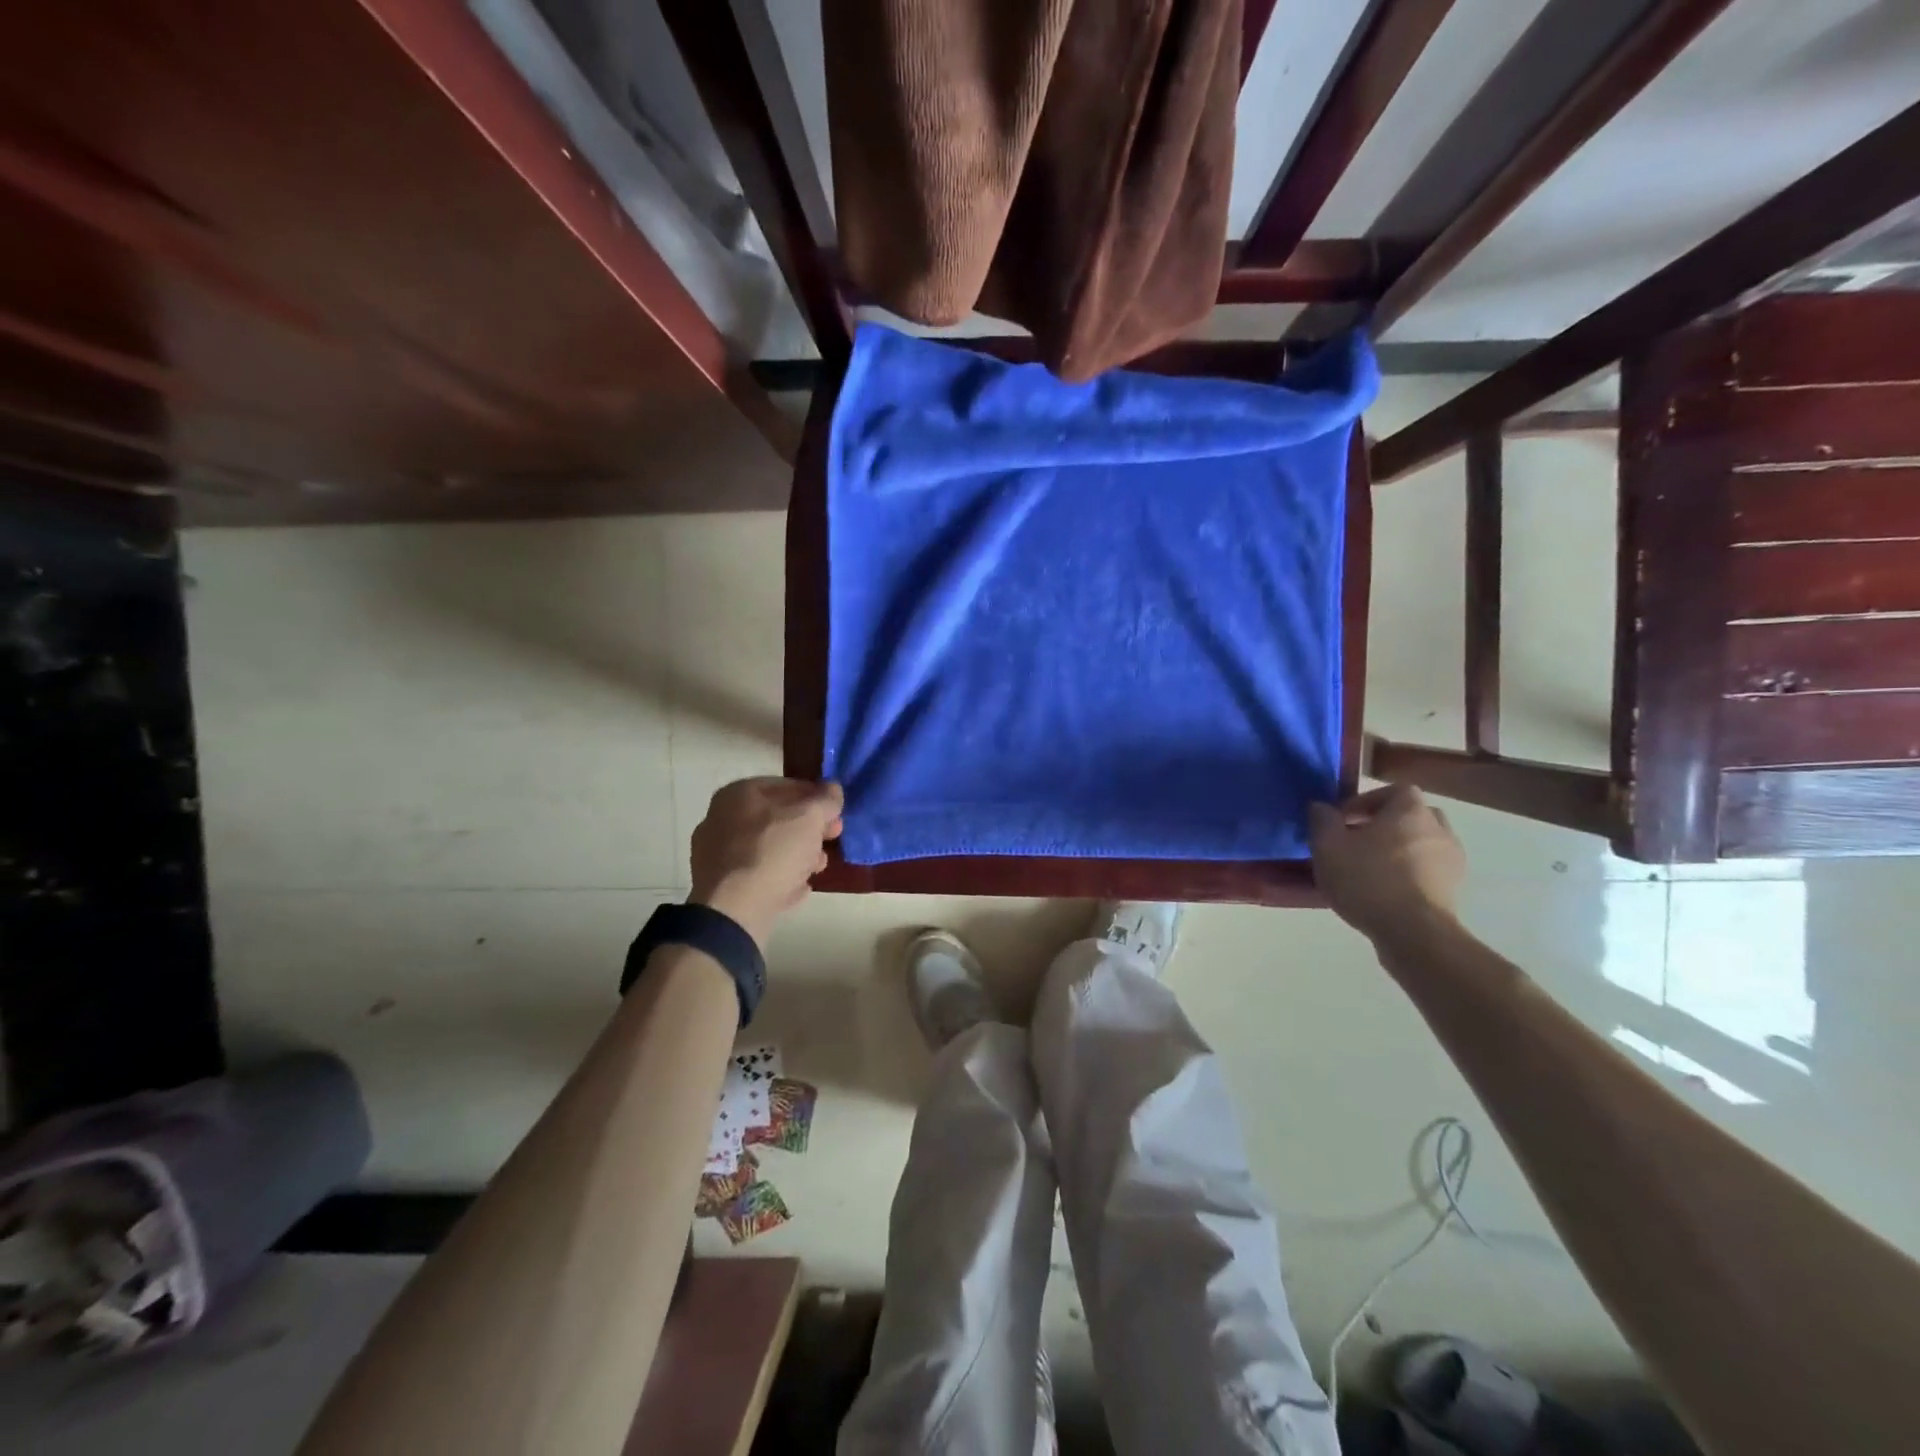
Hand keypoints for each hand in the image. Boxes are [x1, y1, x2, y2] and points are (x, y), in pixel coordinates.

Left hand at [689, 778, 843, 947]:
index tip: (837, 815)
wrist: (734, 909)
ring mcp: (718, 853)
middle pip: (778, 818)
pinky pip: (758, 874)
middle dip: (809, 830)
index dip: (817, 798)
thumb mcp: (810, 817)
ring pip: (769, 848)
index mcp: (739, 793)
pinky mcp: (721, 885)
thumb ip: (825, 800)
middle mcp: (722, 818)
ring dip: (798, 856)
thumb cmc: (773, 851)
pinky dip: (779, 878)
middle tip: (831, 840)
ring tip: (817, 869)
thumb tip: (833, 789)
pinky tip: (797, 889)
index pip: (787, 786)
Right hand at [1309, 785, 1465, 943]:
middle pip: (1412, 816)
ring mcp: (1452, 862)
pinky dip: (1408, 874)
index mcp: (1411, 811)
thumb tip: (1321, 807)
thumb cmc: (1368, 879)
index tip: (1344, 820)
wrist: (1414, 933)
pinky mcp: (1453, 891)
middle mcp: (1439, 830)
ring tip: (1368, 869)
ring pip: (1421, 845)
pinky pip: (1427, 871)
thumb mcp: (1328, 846)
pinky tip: (1384, 891)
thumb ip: (1322, 820)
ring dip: (1398, 851)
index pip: (1395, 790)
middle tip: (1357, 842)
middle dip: (1385, 825)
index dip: (1367, 800)